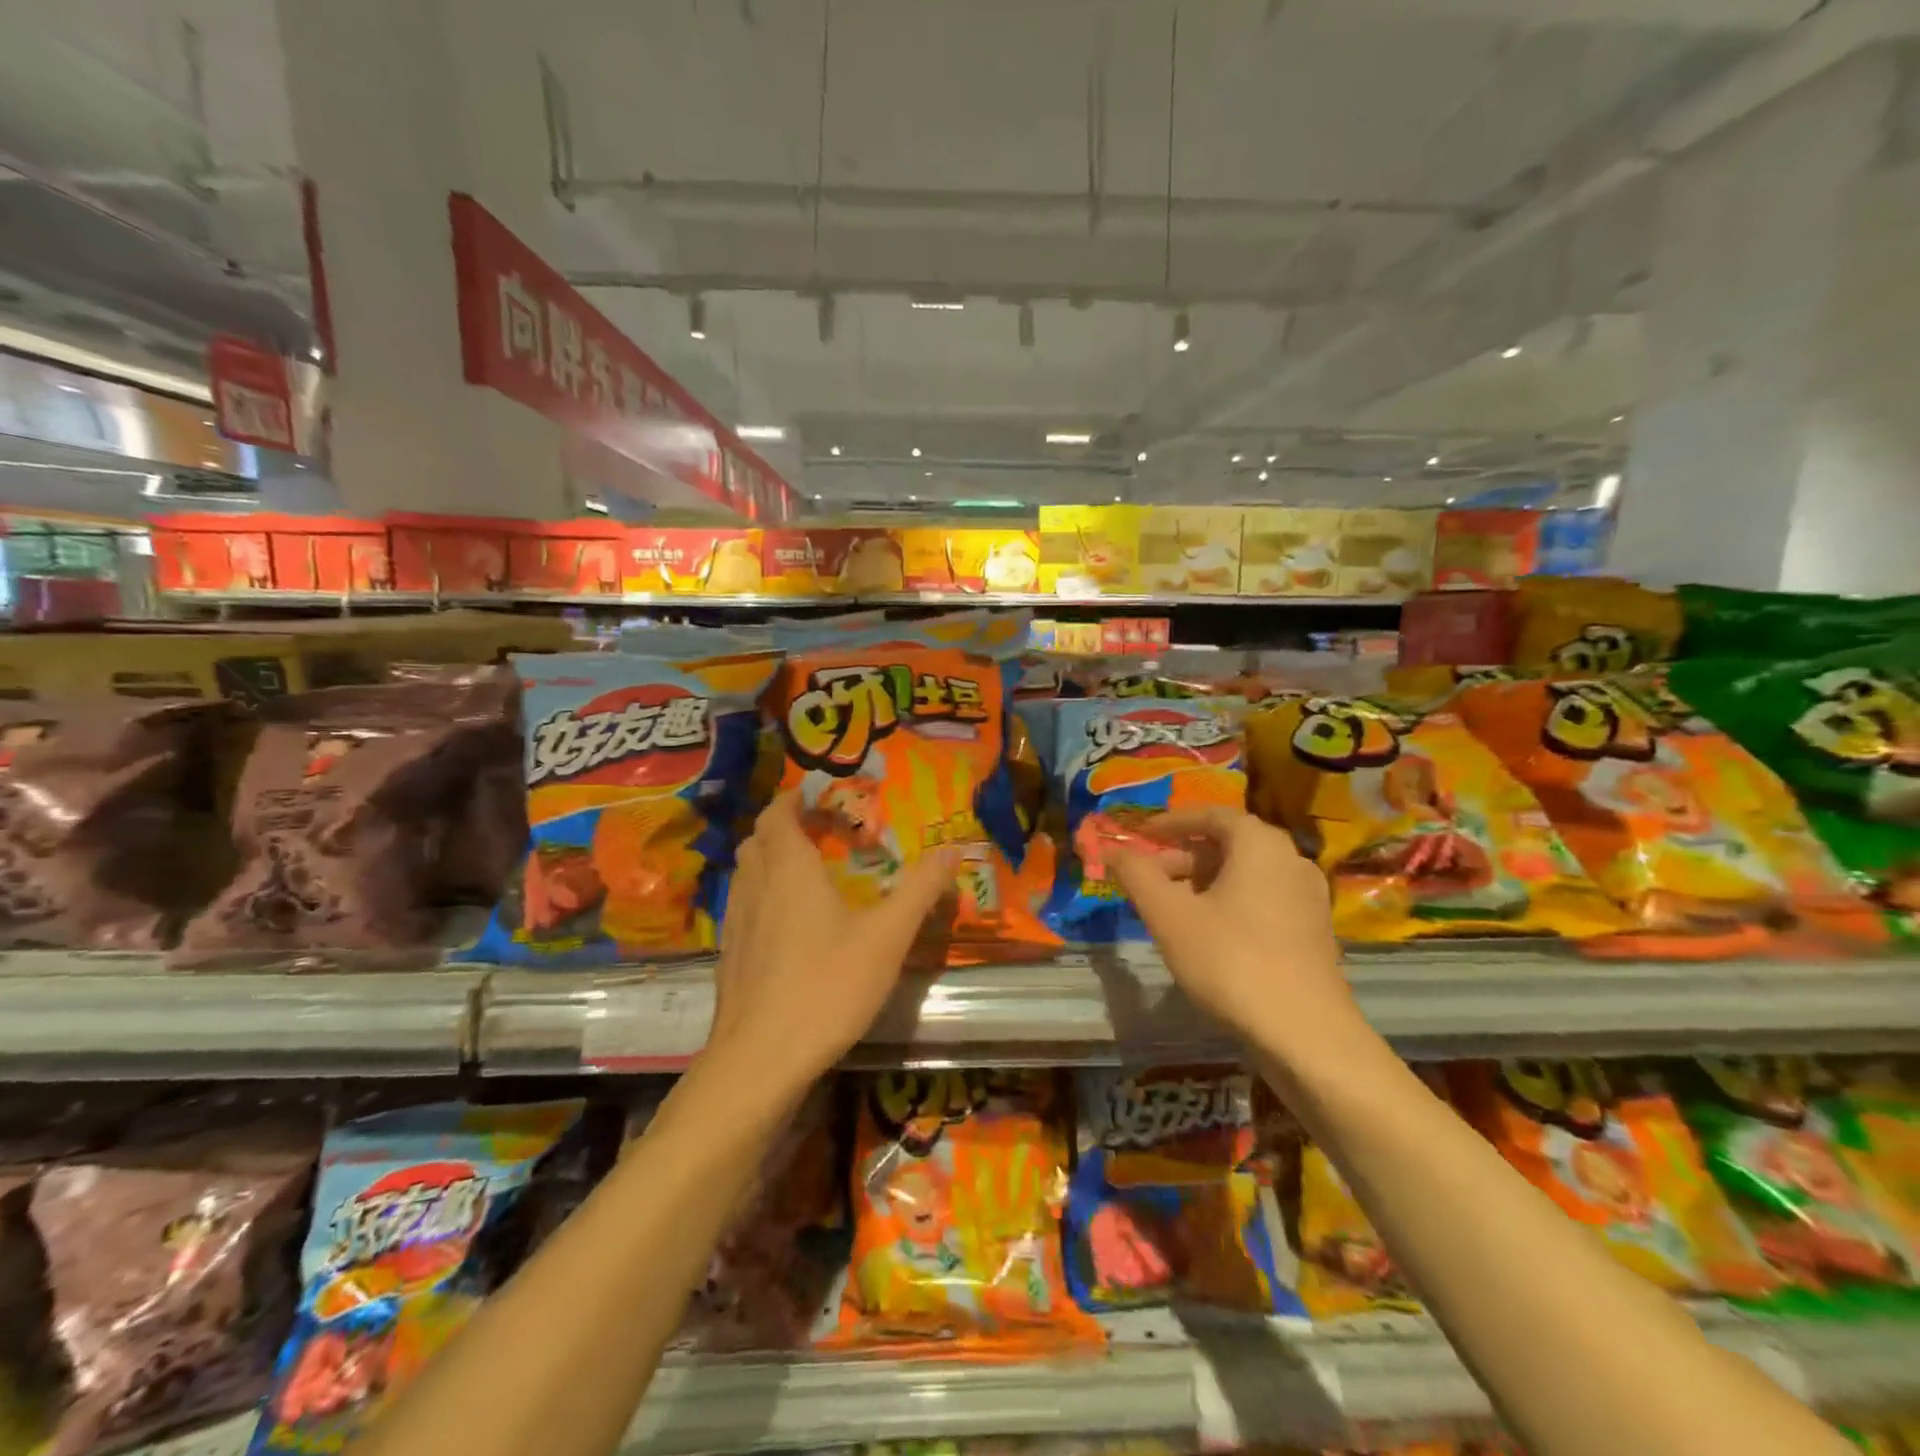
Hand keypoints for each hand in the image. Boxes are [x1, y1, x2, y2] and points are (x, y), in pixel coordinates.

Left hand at [703, 792, 958, 1093]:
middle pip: (758, 839)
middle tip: (820, 830)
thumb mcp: (887, 936)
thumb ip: (919, 890)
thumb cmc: (827, 986)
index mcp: (788, 869)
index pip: (778, 814)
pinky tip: (788, 926)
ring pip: (746, 873)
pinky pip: (743, 906)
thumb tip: (952, 849)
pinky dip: (762, 896)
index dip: (794, 798)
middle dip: (784, 826)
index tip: (819, 794)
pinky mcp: (729, 957)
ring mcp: (735, 923)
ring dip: (771, 860)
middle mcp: (754, 886)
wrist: (760, 1059)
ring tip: (806, 873)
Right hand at [1111, 807, 1359, 1058]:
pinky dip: (1230, 902)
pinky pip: (1263, 899)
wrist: (1305, 1034)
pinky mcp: (1313, 931)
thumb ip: (1137, 875)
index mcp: (1260, 844)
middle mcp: (1291, 860)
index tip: (1141, 834)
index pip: (1212, 814)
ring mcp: (1308, 897)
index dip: (1172, 822)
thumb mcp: (1169, 915)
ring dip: (1204, 882)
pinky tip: (1207, 934)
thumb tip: (1112, 850)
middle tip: (1148, 878)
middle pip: (1228, 844)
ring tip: (1171, 908)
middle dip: (1183, 857)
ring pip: (1246, 874)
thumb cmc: (1230, 960)